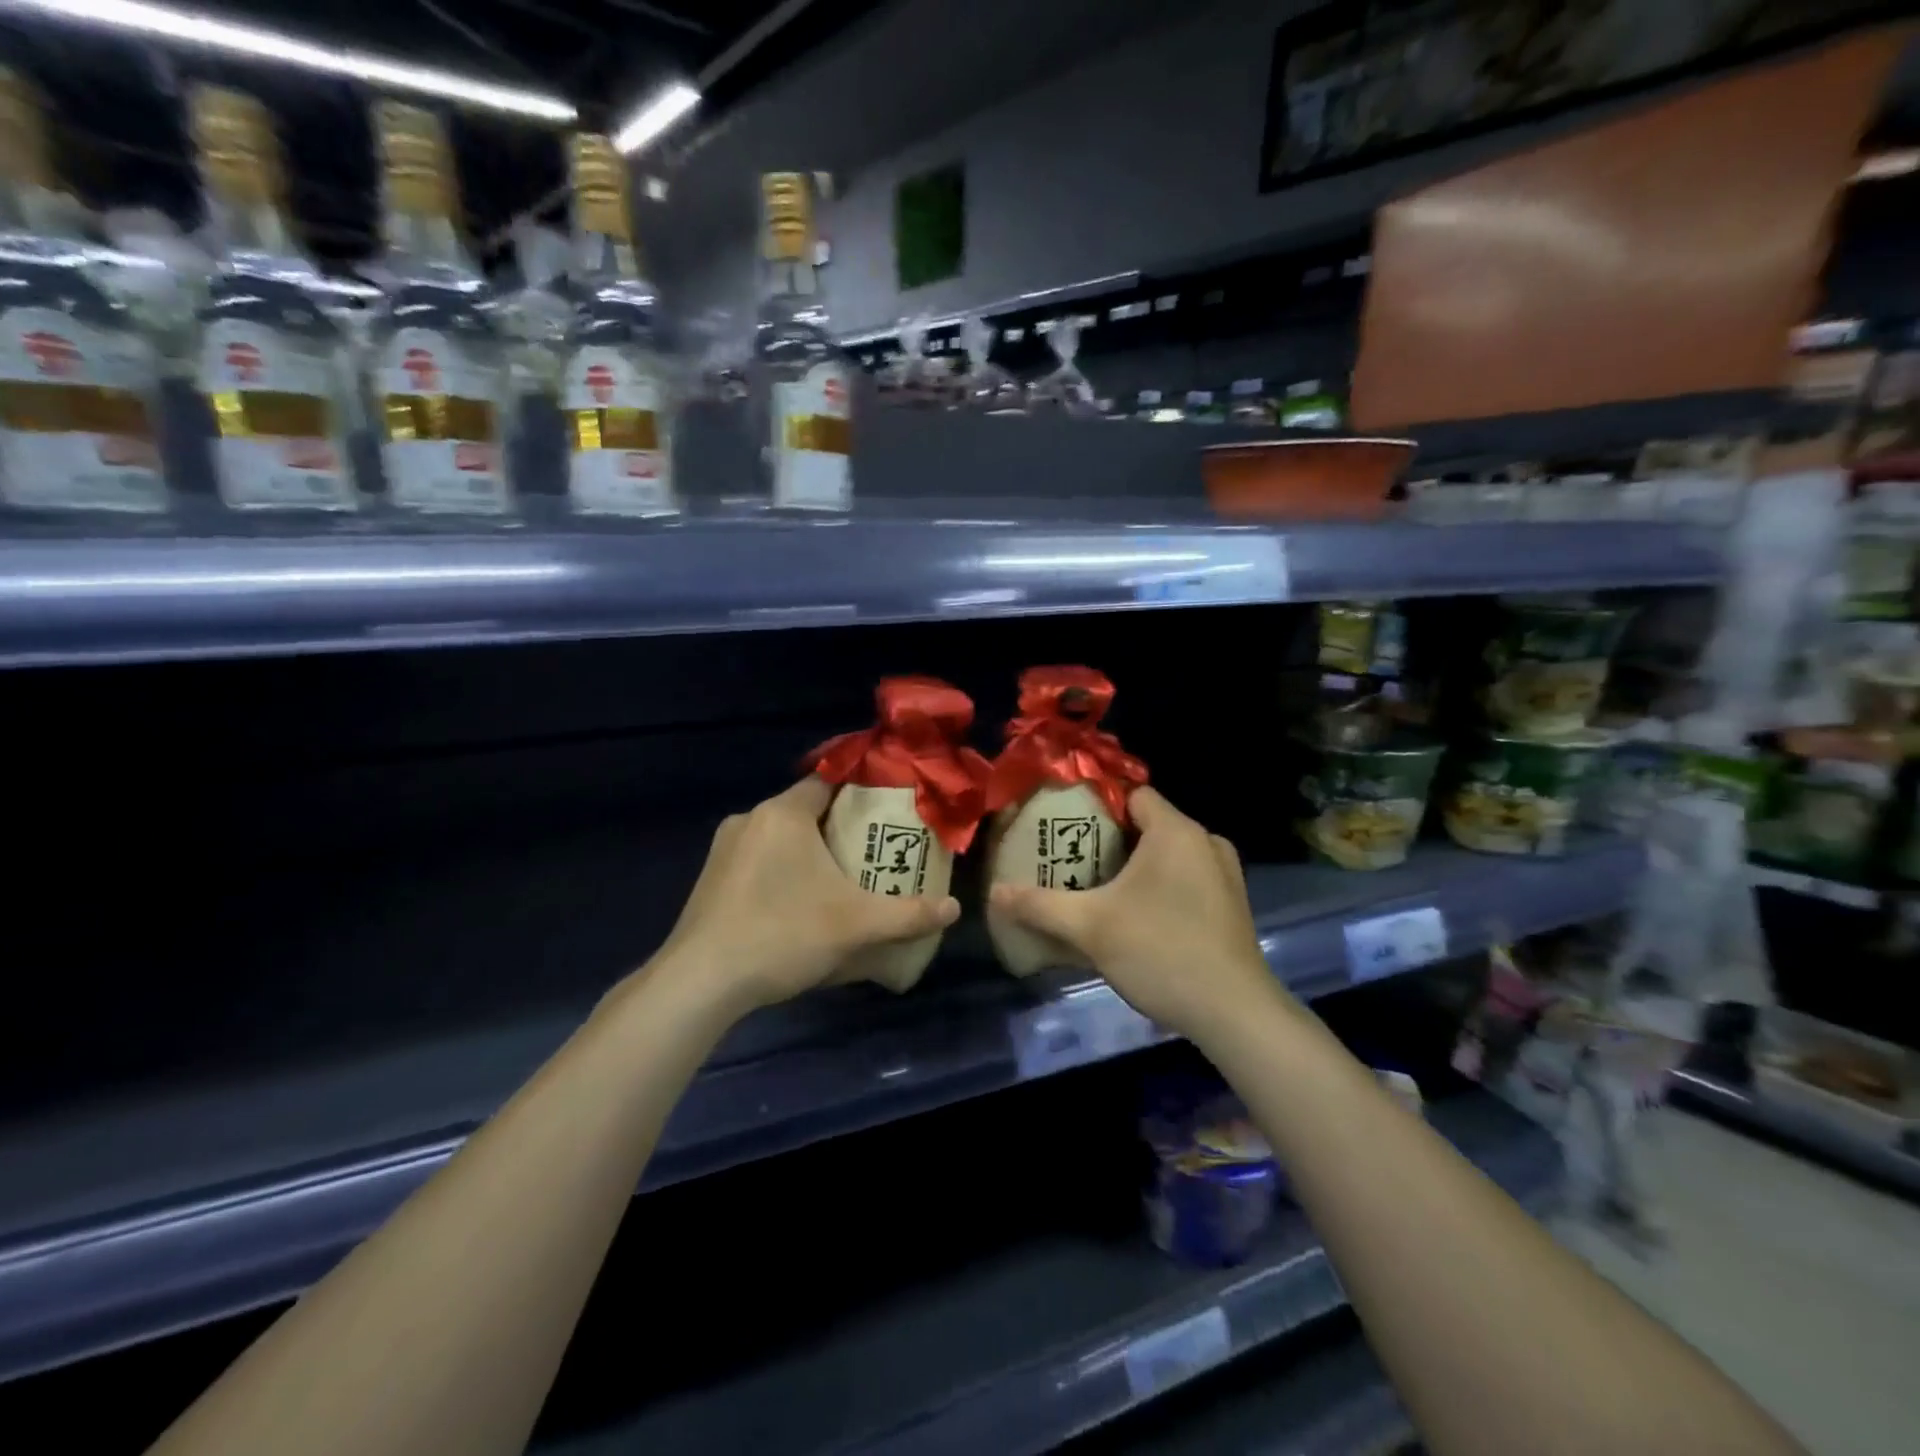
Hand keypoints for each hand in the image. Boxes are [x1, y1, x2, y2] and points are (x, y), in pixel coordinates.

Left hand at [651, 777, 960, 1014]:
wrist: (699, 983)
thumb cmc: (782, 933)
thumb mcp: (856, 926)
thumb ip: (909, 915)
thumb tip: (954, 908)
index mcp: (782, 813)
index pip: (829, 781)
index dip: (862, 789)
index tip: (891, 805)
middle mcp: (749, 819)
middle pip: (806, 809)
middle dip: (841, 826)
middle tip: (876, 848)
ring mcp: (724, 850)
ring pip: (779, 837)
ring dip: (809, 851)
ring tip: (842, 878)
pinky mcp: (710, 880)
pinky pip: (758, 861)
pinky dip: (783, 871)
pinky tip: (799, 905)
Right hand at [989, 786, 1284, 1039]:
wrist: (1233, 1013)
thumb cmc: (1160, 951)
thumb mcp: (1090, 927)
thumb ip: (1039, 905)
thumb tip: (994, 892)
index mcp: (1176, 831)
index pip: (1131, 794)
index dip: (1095, 805)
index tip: (1063, 824)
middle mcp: (1205, 842)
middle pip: (1147, 825)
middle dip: (1108, 840)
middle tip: (1070, 860)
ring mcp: (1224, 875)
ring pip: (1168, 855)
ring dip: (1134, 867)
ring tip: (1096, 888)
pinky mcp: (1231, 905)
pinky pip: (1186, 879)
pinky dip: (1159, 887)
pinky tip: (1135, 917)